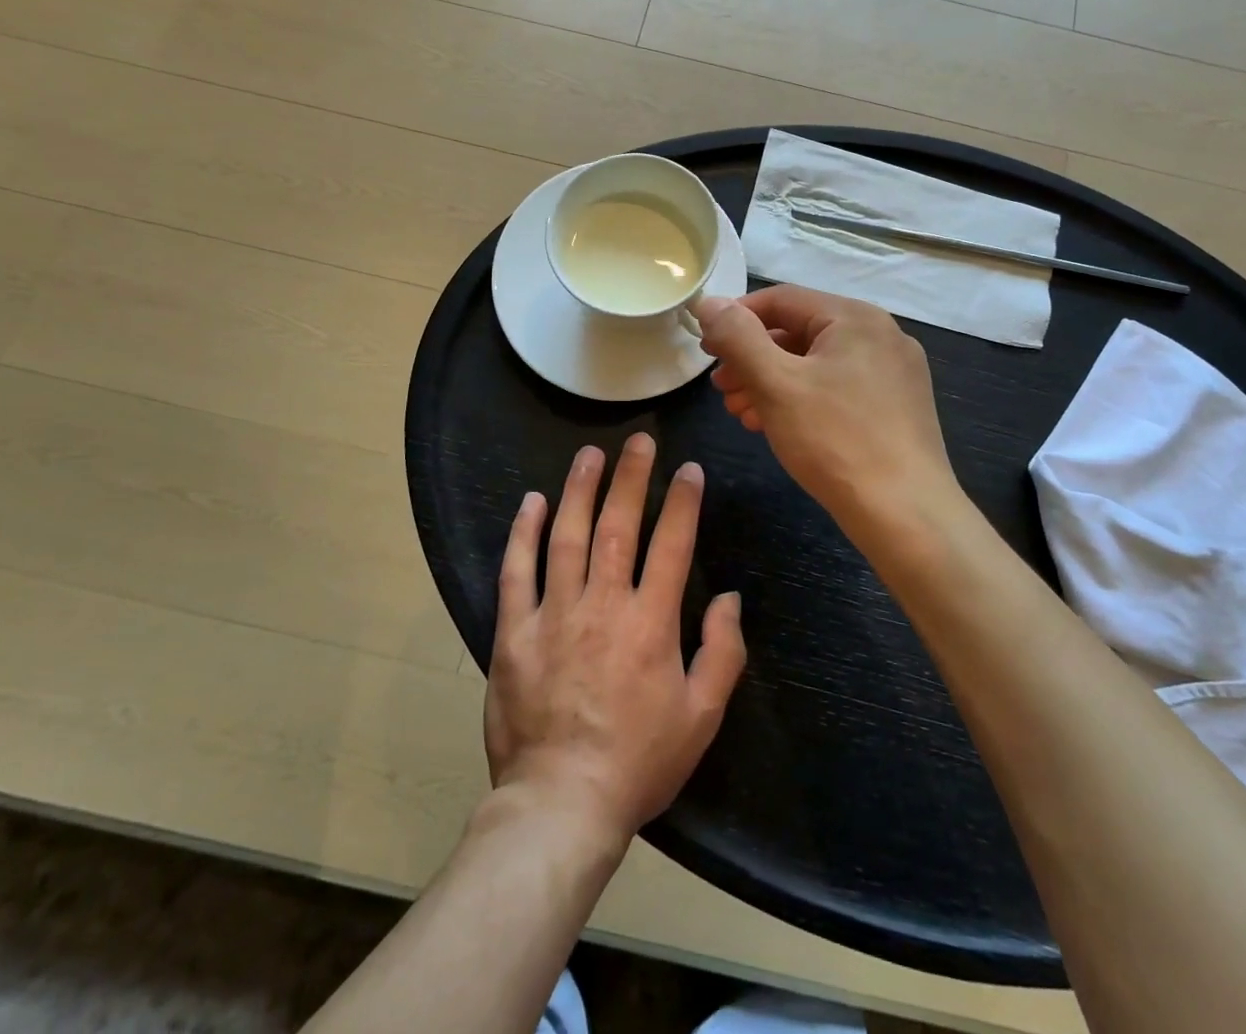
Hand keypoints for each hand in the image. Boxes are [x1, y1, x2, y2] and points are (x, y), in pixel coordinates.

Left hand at [484, 434, 746, 843]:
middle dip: (631, 477)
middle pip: (618, 525)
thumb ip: (722, 652)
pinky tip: (533, 501)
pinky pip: (517, 571)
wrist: (561, 804)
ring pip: (567, 536)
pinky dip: (524, 533)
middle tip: (639, 440)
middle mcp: (603, 605)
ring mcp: (553, 614)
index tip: (689, 470)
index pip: (672, 544)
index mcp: (651, 623)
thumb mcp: (701, 716)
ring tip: (589, 454)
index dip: (683, 502)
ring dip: (580, 489)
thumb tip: (731, 598)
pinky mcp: (514, 632)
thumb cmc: (639, 762)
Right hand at [695, 286, 958, 536]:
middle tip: (720, 386)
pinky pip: (837, 387)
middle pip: (800, 331)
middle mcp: (880, 334)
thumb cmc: (835, 440)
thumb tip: (710, 302)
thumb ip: (739, 337)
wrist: (905, 515)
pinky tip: (775, 425)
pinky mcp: (896, 406)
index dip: (736, 319)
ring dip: (772, 382)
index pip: (781, 299)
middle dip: (752, 358)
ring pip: (817, 363)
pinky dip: (801, 399)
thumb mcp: (776, 384)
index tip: (706, 347)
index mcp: (855, 317)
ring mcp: (893, 372)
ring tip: (740, 411)